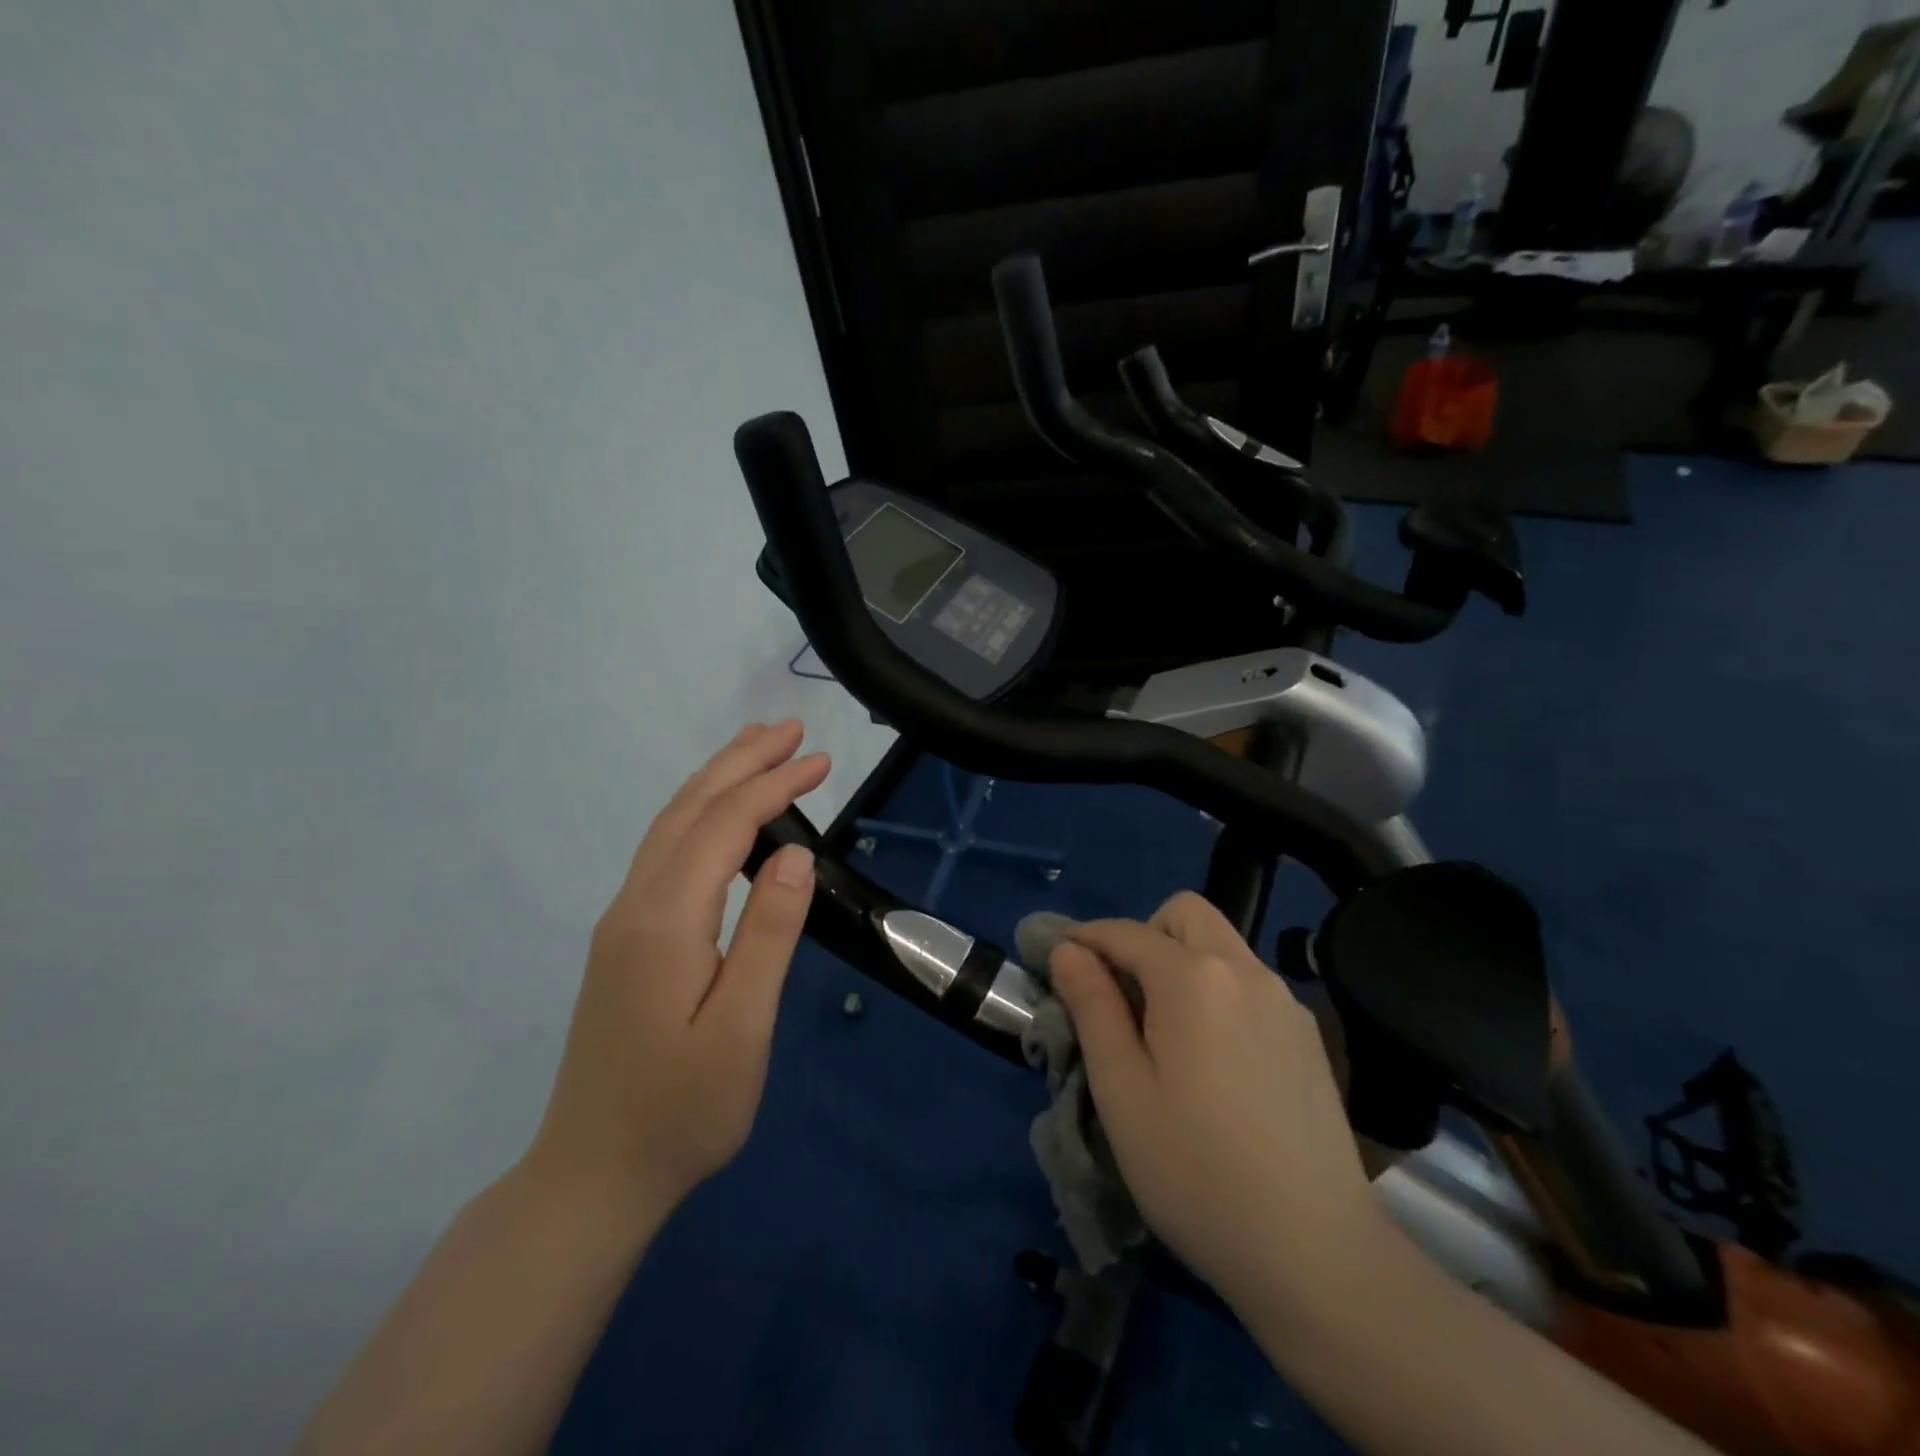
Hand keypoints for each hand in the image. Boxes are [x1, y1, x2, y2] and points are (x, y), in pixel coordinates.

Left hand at [527, 720, 828, 1213]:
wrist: (593, 1176)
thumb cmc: (681, 1111)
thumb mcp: (742, 1029)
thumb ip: (767, 935)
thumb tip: (795, 854)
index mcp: (663, 921)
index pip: (724, 826)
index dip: (773, 785)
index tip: (822, 760)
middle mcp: (634, 905)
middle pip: (688, 809)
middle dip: (740, 762)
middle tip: (790, 730)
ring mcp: (622, 922)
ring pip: (669, 826)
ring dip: (716, 780)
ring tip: (757, 749)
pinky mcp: (624, 941)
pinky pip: (663, 852)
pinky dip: (698, 814)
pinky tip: (719, 818)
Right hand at [1049, 892, 1391, 1303]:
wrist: (1315, 1253)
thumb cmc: (1195, 1171)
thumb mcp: (1122, 1090)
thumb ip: (1093, 1006)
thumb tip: (1069, 949)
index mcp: (1194, 979)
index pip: (1126, 932)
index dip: (1085, 938)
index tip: (1057, 961)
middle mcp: (1245, 971)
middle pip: (1185, 915)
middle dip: (1143, 936)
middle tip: (1121, 995)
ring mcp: (1285, 1001)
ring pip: (1222, 946)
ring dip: (1182, 961)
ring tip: (1164, 1032)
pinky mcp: (1307, 1035)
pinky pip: (1249, 983)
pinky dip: (1217, 991)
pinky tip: (1214, 1059)